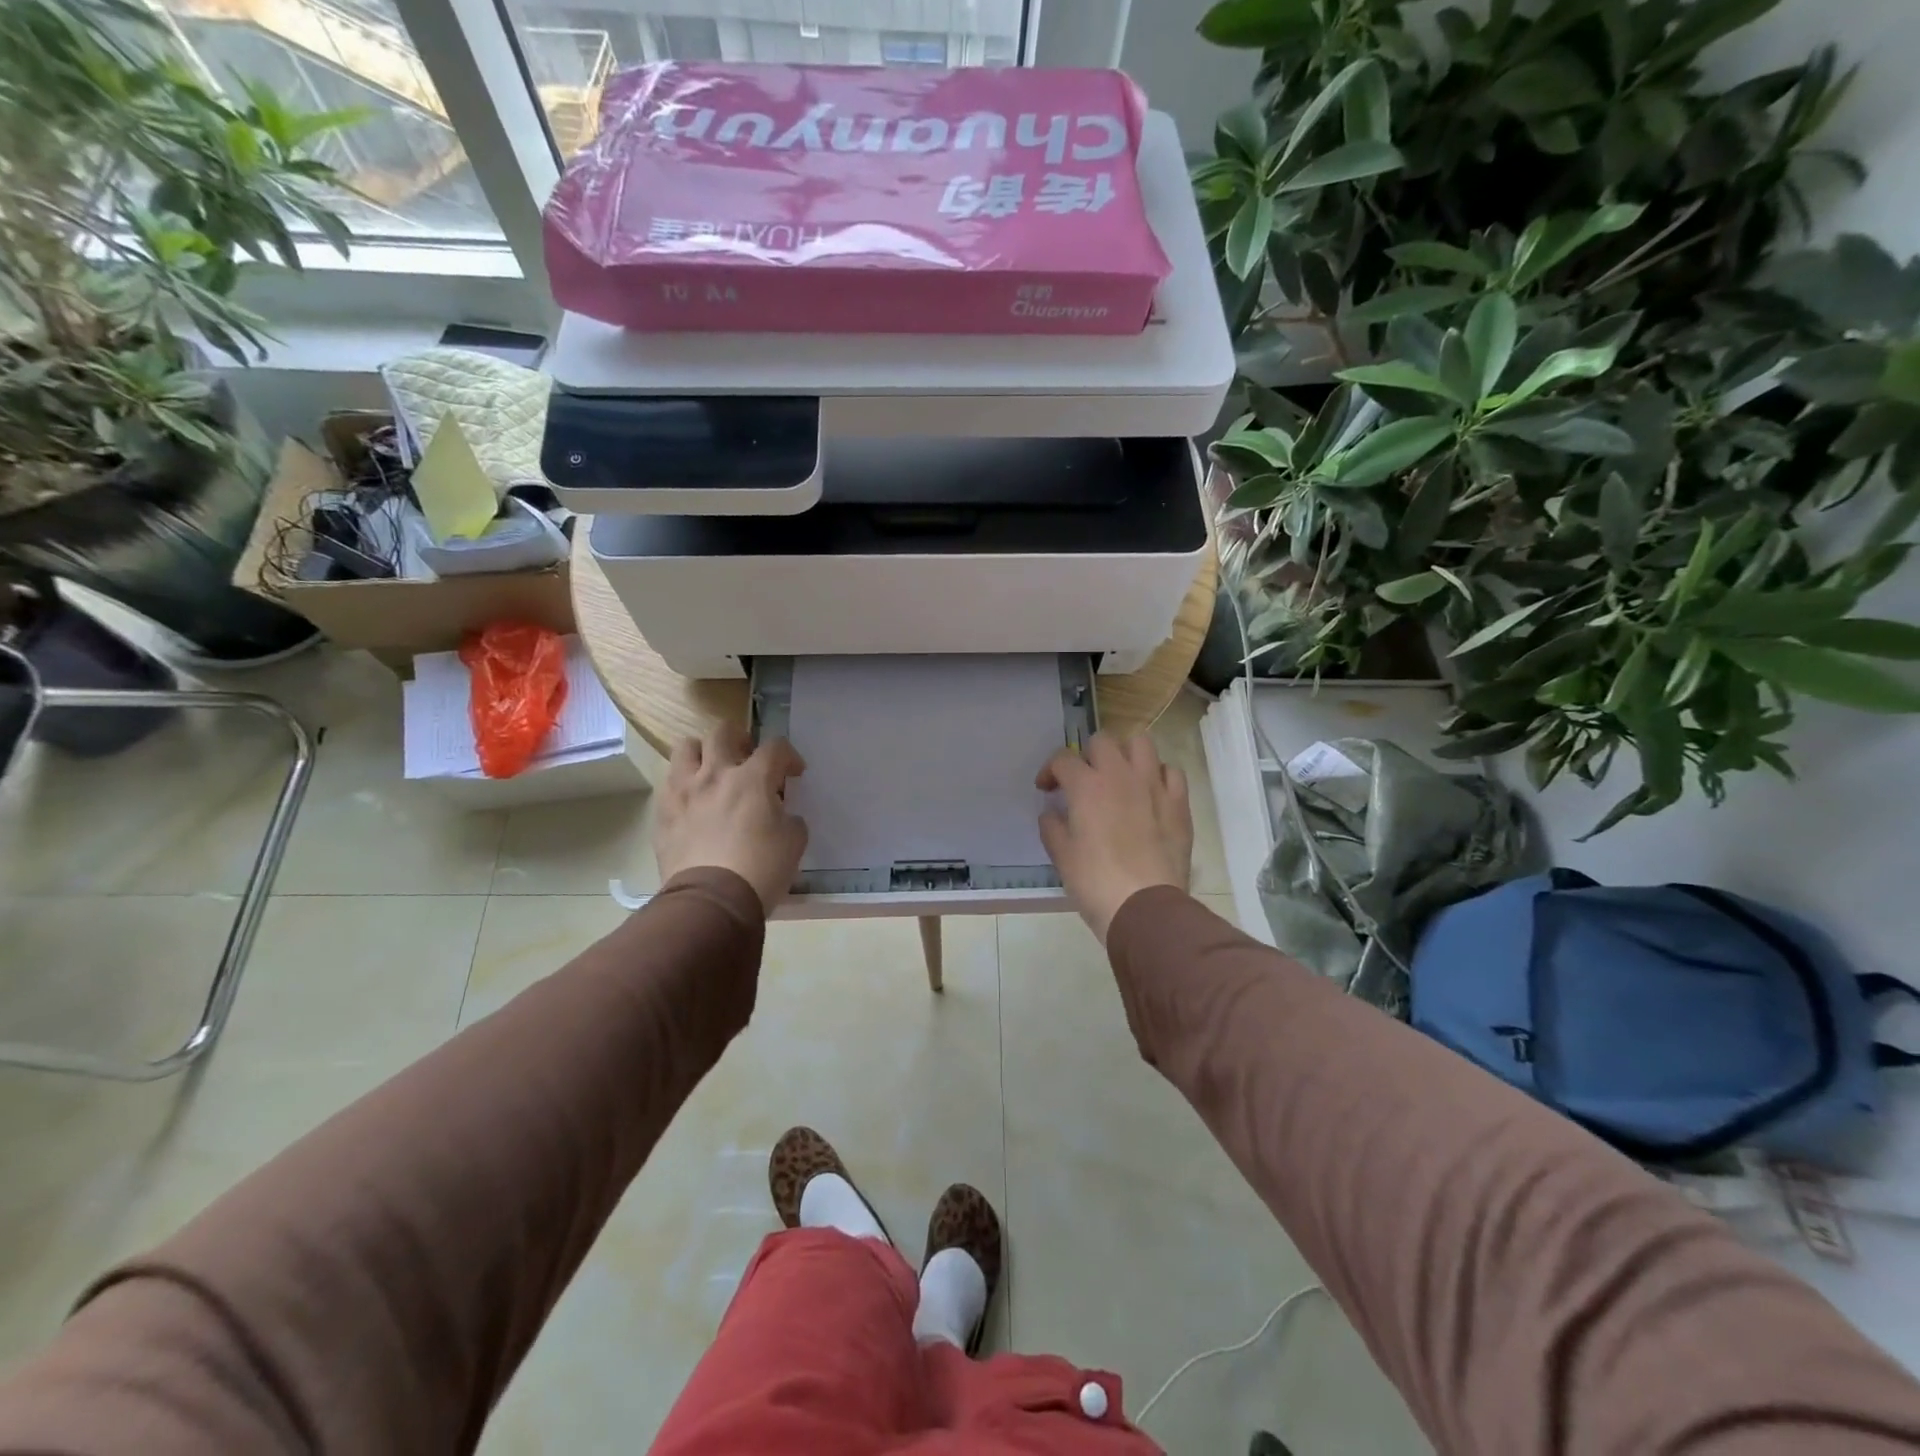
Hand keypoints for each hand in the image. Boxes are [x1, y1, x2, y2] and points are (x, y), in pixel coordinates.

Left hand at [654, 726, 807, 913]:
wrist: (711, 901)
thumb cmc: (760, 869)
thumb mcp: (794, 841)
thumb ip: (790, 817)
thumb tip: (782, 813)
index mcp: (752, 778)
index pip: (775, 747)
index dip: (789, 756)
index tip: (793, 773)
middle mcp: (715, 774)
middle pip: (723, 732)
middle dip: (740, 739)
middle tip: (747, 758)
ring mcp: (684, 791)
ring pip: (686, 748)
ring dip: (702, 753)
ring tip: (712, 771)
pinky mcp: (662, 812)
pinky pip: (669, 782)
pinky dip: (683, 784)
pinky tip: (693, 802)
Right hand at [1037, 733, 1192, 942]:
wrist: (1145, 907)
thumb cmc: (1095, 882)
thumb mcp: (1062, 857)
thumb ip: (1052, 827)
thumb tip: (1051, 813)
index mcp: (1087, 786)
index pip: (1063, 758)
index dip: (1050, 770)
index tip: (1047, 790)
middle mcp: (1120, 775)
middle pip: (1102, 741)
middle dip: (1088, 756)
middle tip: (1084, 781)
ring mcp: (1154, 785)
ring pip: (1141, 743)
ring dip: (1126, 754)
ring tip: (1120, 777)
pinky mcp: (1179, 802)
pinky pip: (1171, 772)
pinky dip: (1158, 775)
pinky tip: (1150, 793)